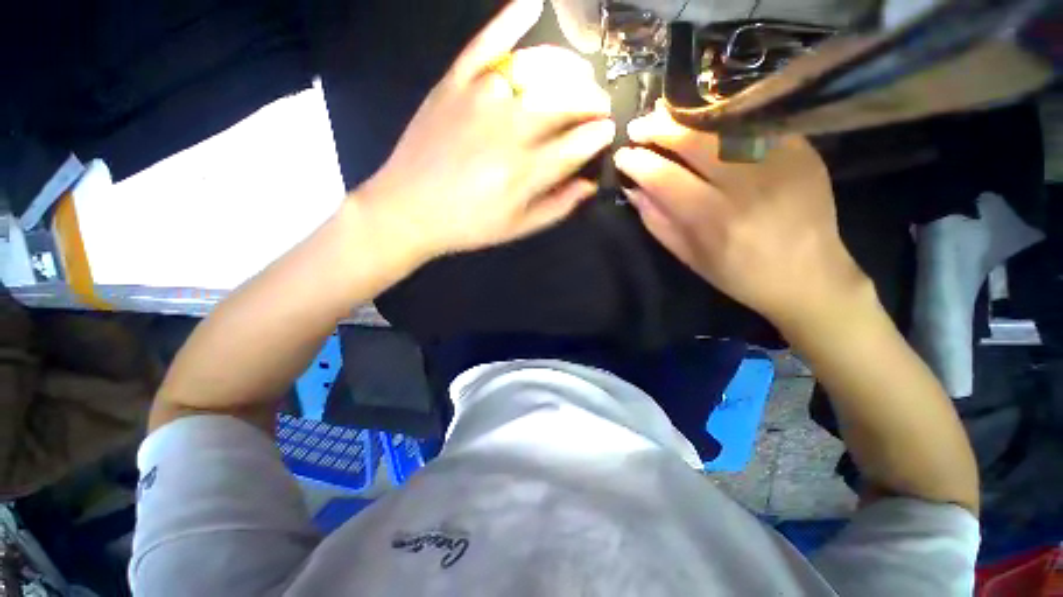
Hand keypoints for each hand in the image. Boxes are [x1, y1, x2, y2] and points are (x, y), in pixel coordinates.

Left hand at [357, 0, 614, 261]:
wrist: (408, 209)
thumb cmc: (468, 225)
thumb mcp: (517, 228)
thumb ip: (557, 207)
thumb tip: (588, 185)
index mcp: (526, 171)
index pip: (579, 143)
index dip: (600, 135)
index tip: (608, 132)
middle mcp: (509, 129)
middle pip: (566, 101)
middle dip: (593, 101)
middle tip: (598, 106)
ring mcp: (480, 99)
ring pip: (538, 69)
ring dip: (569, 69)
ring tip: (580, 76)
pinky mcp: (453, 83)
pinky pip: (486, 42)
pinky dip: (510, 19)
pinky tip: (531, 3)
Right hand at [614, 105, 868, 328]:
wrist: (808, 276)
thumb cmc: (738, 274)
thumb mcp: (688, 257)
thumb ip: (657, 221)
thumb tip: (633, 188)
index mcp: (713, 219)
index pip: (663, 177)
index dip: (637, 162)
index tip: (622, 156)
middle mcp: (746, 185)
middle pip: (694, 139)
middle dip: (658, 128)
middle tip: (639, 126)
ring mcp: (779, 161)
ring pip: (724, 122)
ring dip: (687, 116)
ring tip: (664, 115)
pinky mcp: (802, 150)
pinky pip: (754, 120)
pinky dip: (723, 115)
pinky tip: (705, 119)